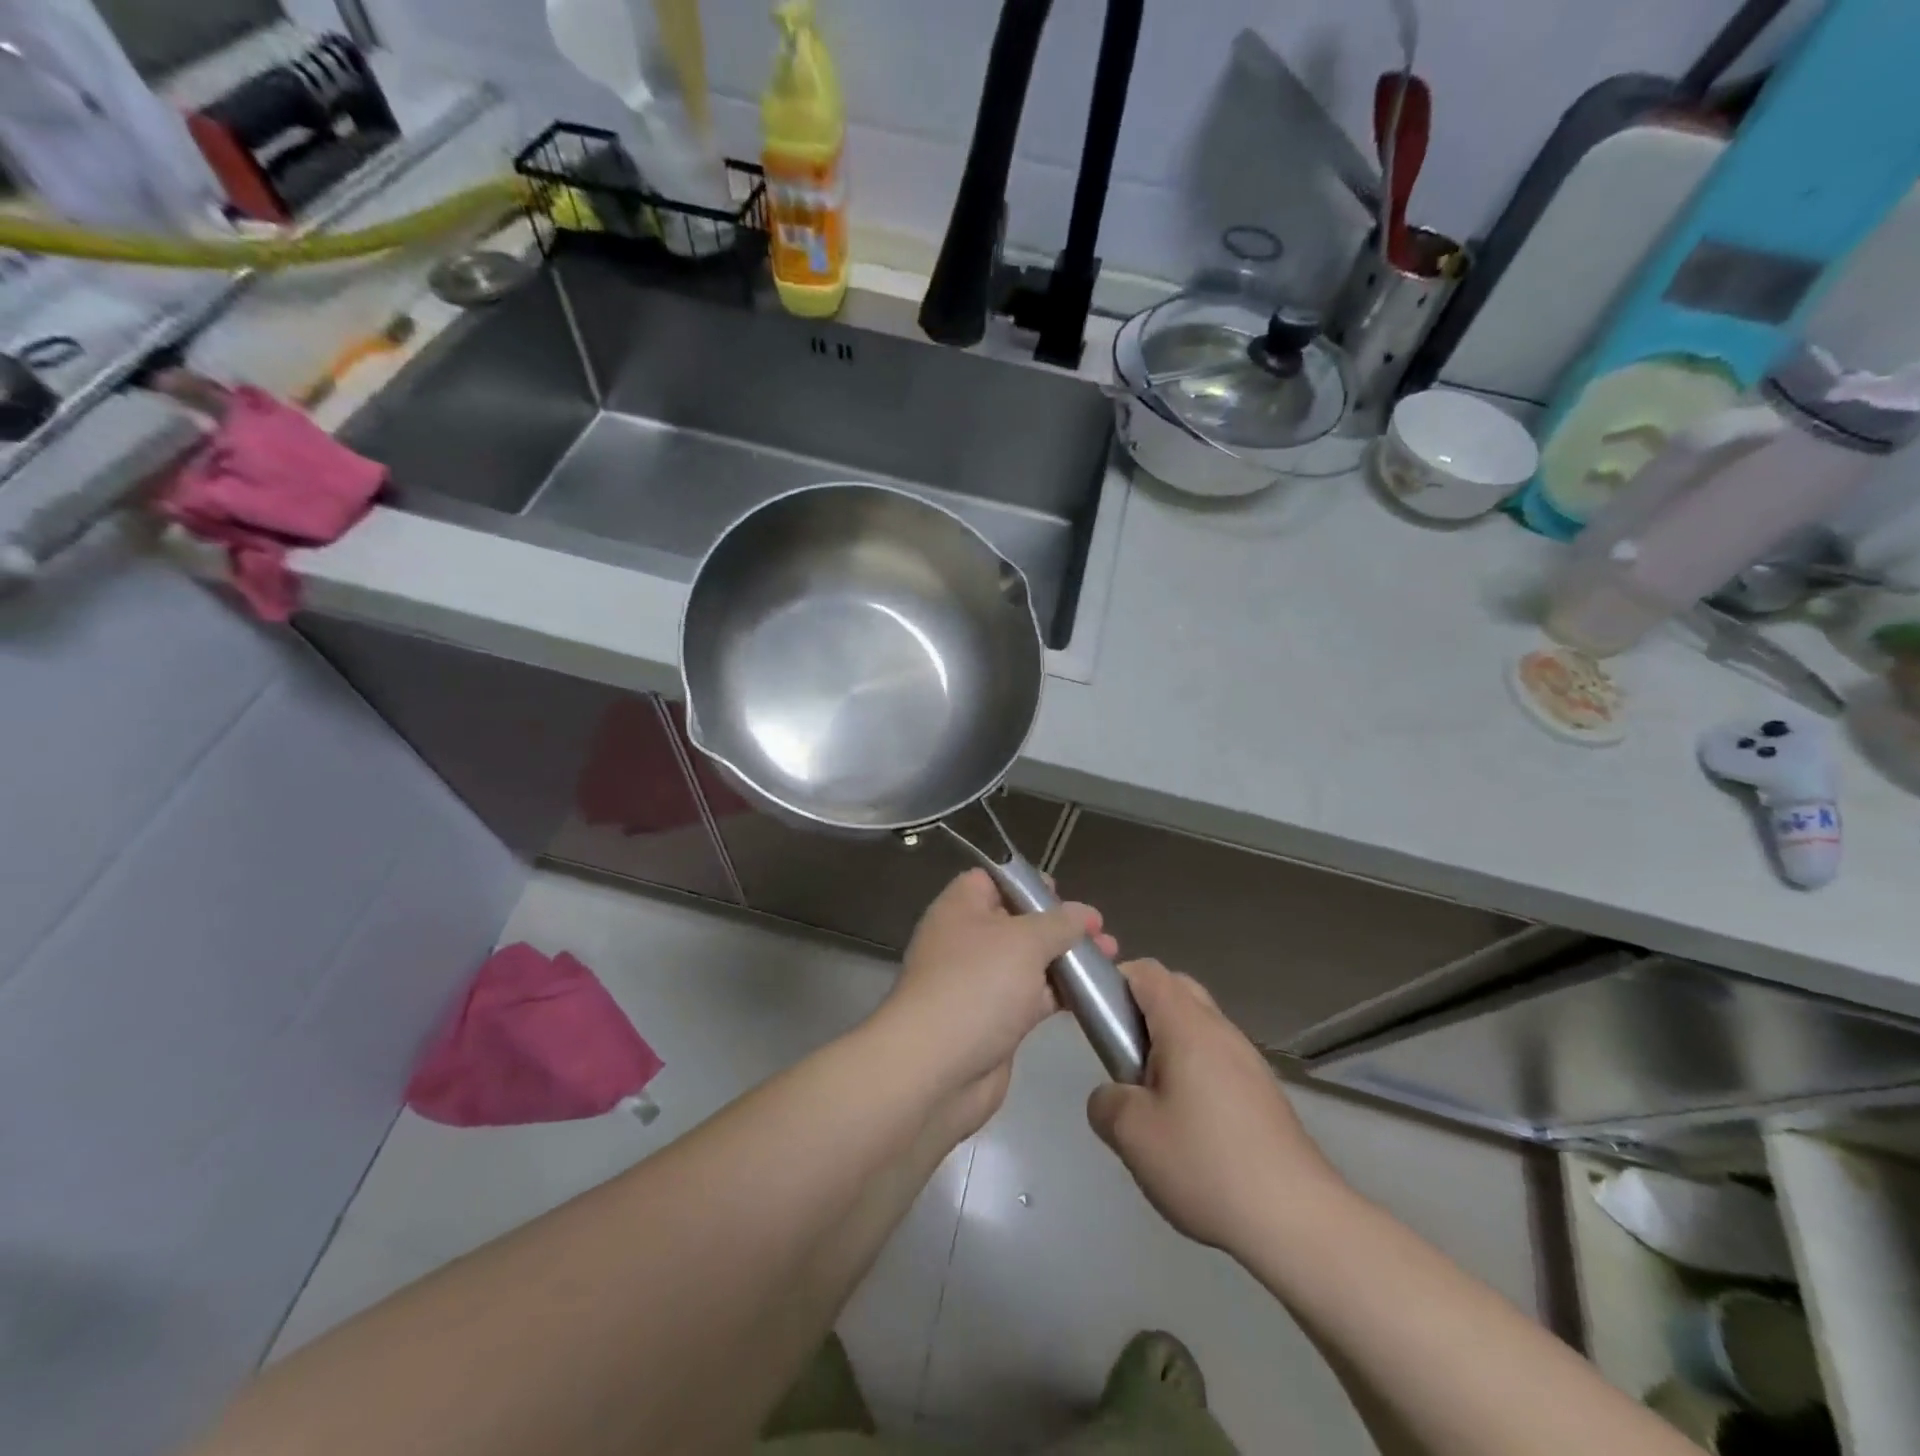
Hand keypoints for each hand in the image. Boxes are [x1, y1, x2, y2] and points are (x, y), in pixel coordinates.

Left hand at [875, 869, 1115, 1137]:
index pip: (992, 880)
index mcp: (961, 909)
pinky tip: (1096, 992)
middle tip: (1101, 929)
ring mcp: (981, 983)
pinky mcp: (996, 1021)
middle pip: (1017, 921)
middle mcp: (967, 941)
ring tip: (1112, 956)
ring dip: (1067, 959)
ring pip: (1030, 961)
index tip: (1064, 892)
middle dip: (1059, 924)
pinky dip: (1062, 993)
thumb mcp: (1024, 941)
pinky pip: (1033, 997)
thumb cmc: (976, 985)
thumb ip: (1059, 923)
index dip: (1027, 882)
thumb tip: (1084, 913)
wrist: (937, 1070)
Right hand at [1087, 959, 1345, 1255]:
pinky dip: (1195, 1073)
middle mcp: (1221, 1030)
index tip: (1098, 1020)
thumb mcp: (1132, 1135)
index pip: (1147, 971)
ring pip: (1198, 1028)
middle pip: (1176, 991)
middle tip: (1123, 1058)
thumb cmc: (1207, 1164)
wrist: (1299, 1221)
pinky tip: (1191, 1128)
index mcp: (1187, 1025)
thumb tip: (1113, 1095)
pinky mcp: (1265, 1093)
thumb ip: (1105, 1102)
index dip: (1114, 981)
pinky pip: (1218, 1060)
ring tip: (1154, 1101)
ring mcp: (1249, 1061)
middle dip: (1141, 1012)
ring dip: (1169, 1046)